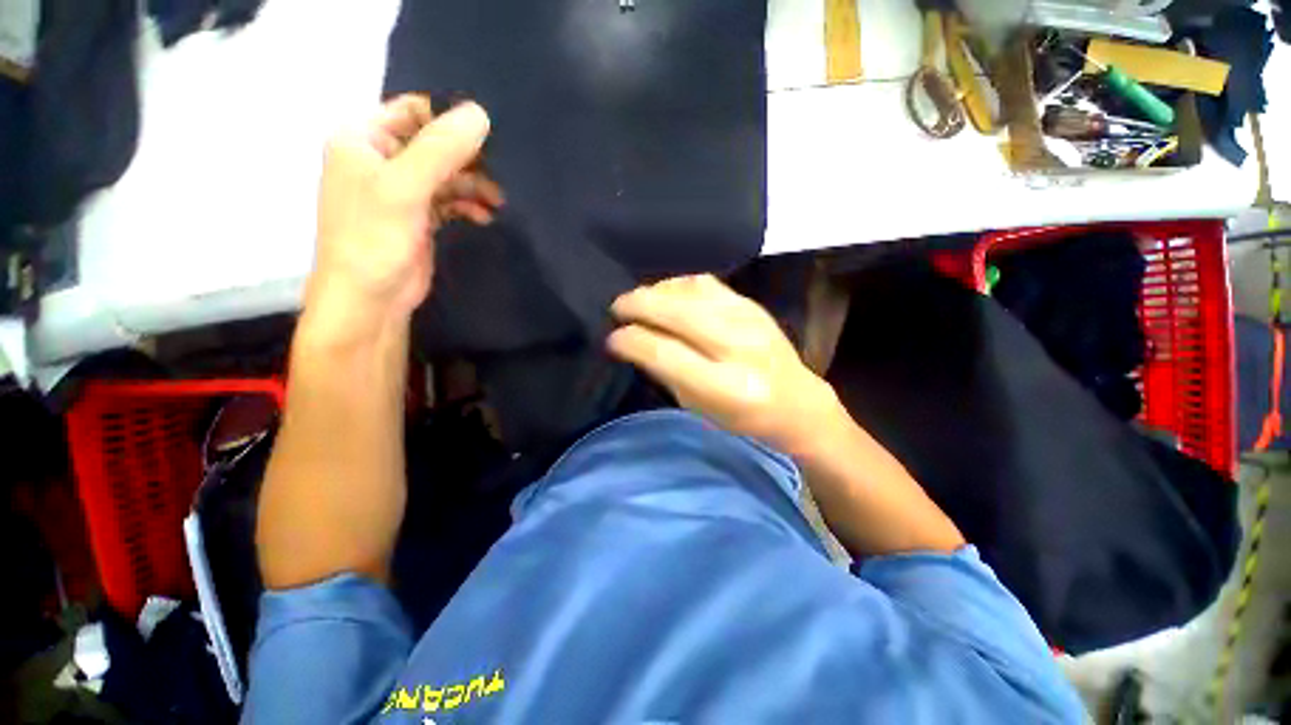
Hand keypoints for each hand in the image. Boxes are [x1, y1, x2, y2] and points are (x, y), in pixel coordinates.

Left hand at [306, 95, 501, 338]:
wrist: (369, 300)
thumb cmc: (375, 240)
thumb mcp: (406, 188)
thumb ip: (441, 150)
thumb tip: (481, 114)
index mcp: (363, 138)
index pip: (412, 111)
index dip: (449, 121)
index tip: (486, 139)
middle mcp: (380, 159)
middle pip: (433, 144)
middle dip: (467, 158)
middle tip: (498, 175)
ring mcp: (399, 190)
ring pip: (445, 174)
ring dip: (472, 185)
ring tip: (497, 202)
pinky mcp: (417, 216)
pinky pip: (448, 199)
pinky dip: (467, 205)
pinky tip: (484, 217)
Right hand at [608, 274, 842, 451]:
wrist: (798, 402)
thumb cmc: (744, 417)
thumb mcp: (699, 407)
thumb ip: (667, 372)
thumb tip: (634, 341)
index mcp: (726, 387)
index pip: (665, 353)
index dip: (631, 341)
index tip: (612, 338)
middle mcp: (739, 347)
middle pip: (677, 312)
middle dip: (637, 305)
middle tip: (617, 308)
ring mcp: (749, 319)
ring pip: (690, 290)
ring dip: (656, 291)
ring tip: (640, 301)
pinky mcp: (752, 304)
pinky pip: (706, 283)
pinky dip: (678, 284)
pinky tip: (667, 293)